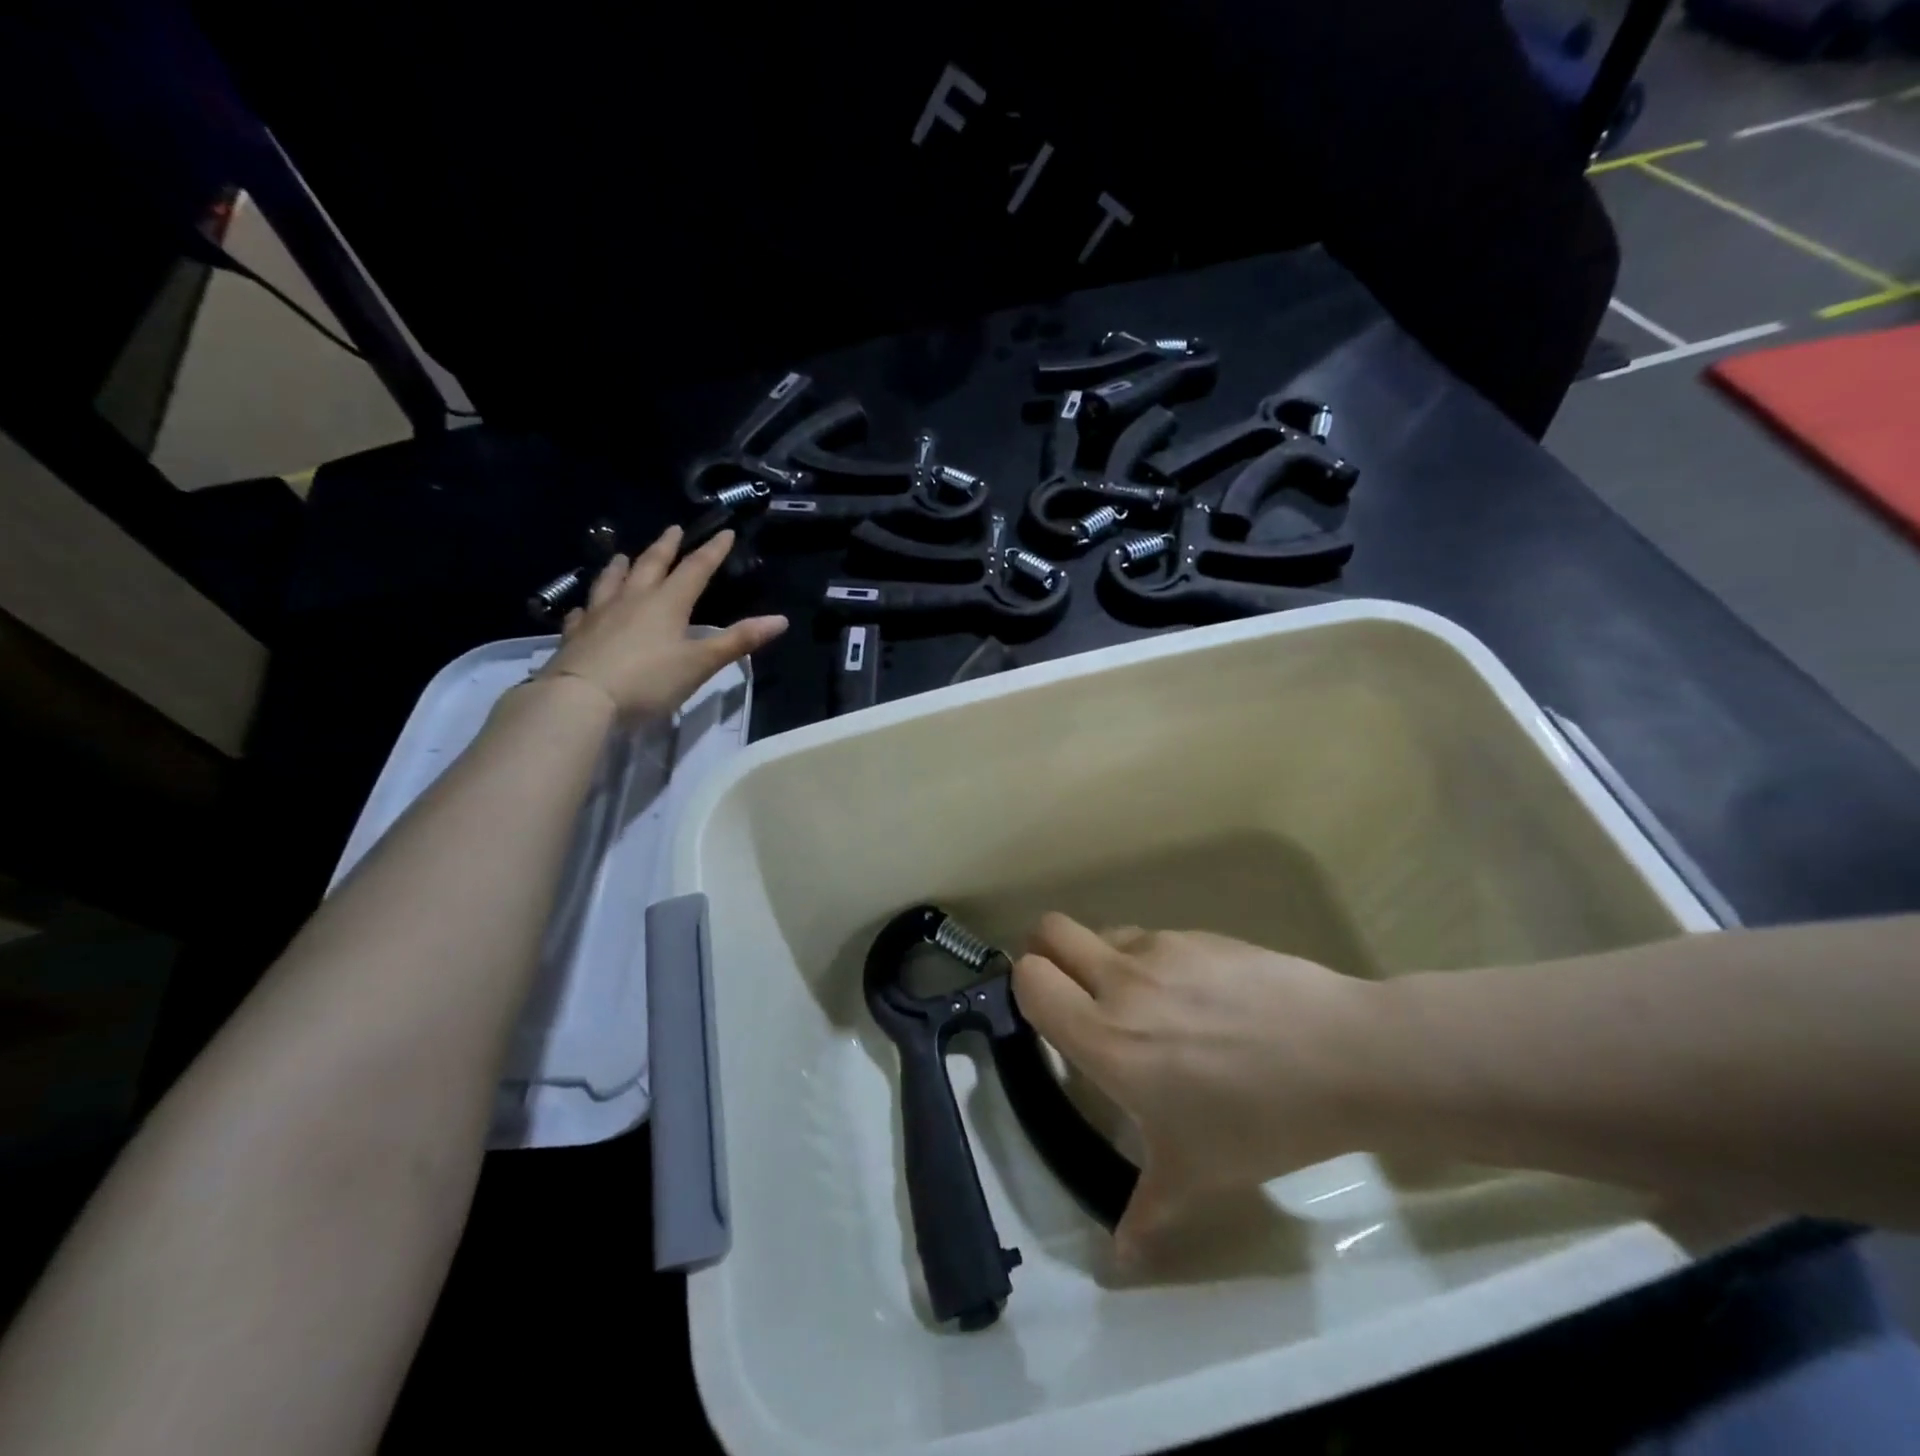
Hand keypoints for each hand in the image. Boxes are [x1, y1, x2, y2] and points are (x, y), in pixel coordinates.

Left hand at [539, 526, 786, 719]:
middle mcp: (633, 600)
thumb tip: (780, 620)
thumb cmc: (649, 680)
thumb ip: (738, 641)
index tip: (724, 532)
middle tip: (673, 530)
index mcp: (668, 603)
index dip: (712, 551)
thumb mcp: (701, 663)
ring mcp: (600, 615)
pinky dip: (589, 606)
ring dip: (621, 567)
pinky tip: (585, 608)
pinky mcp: (576, 635)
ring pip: (612, 582)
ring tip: (623, 556)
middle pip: (651, 566)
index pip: (695, 569)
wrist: (582, 698)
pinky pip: (583, 613)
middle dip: (665, 547)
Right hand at [1013, 915, 1383, 1261]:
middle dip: (1045, 951)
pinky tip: (1201, 1000)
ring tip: (1145, 1004)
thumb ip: (1146, 1213)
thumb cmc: (1259, 1120)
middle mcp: (1122, 981)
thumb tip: (1119, 1259)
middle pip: (1050, 930)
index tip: (1045, 1016)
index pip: (1030, 980)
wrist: (1343, 1056)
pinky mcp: (1201, 934)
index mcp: (1105, 1038)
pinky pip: (1156, 939)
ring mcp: (1163, 948)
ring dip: (1106, 960)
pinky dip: (1156, 961)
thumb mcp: (1197, 1175)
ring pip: (1105, 934)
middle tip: (1071, 990)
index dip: (1026, 988)